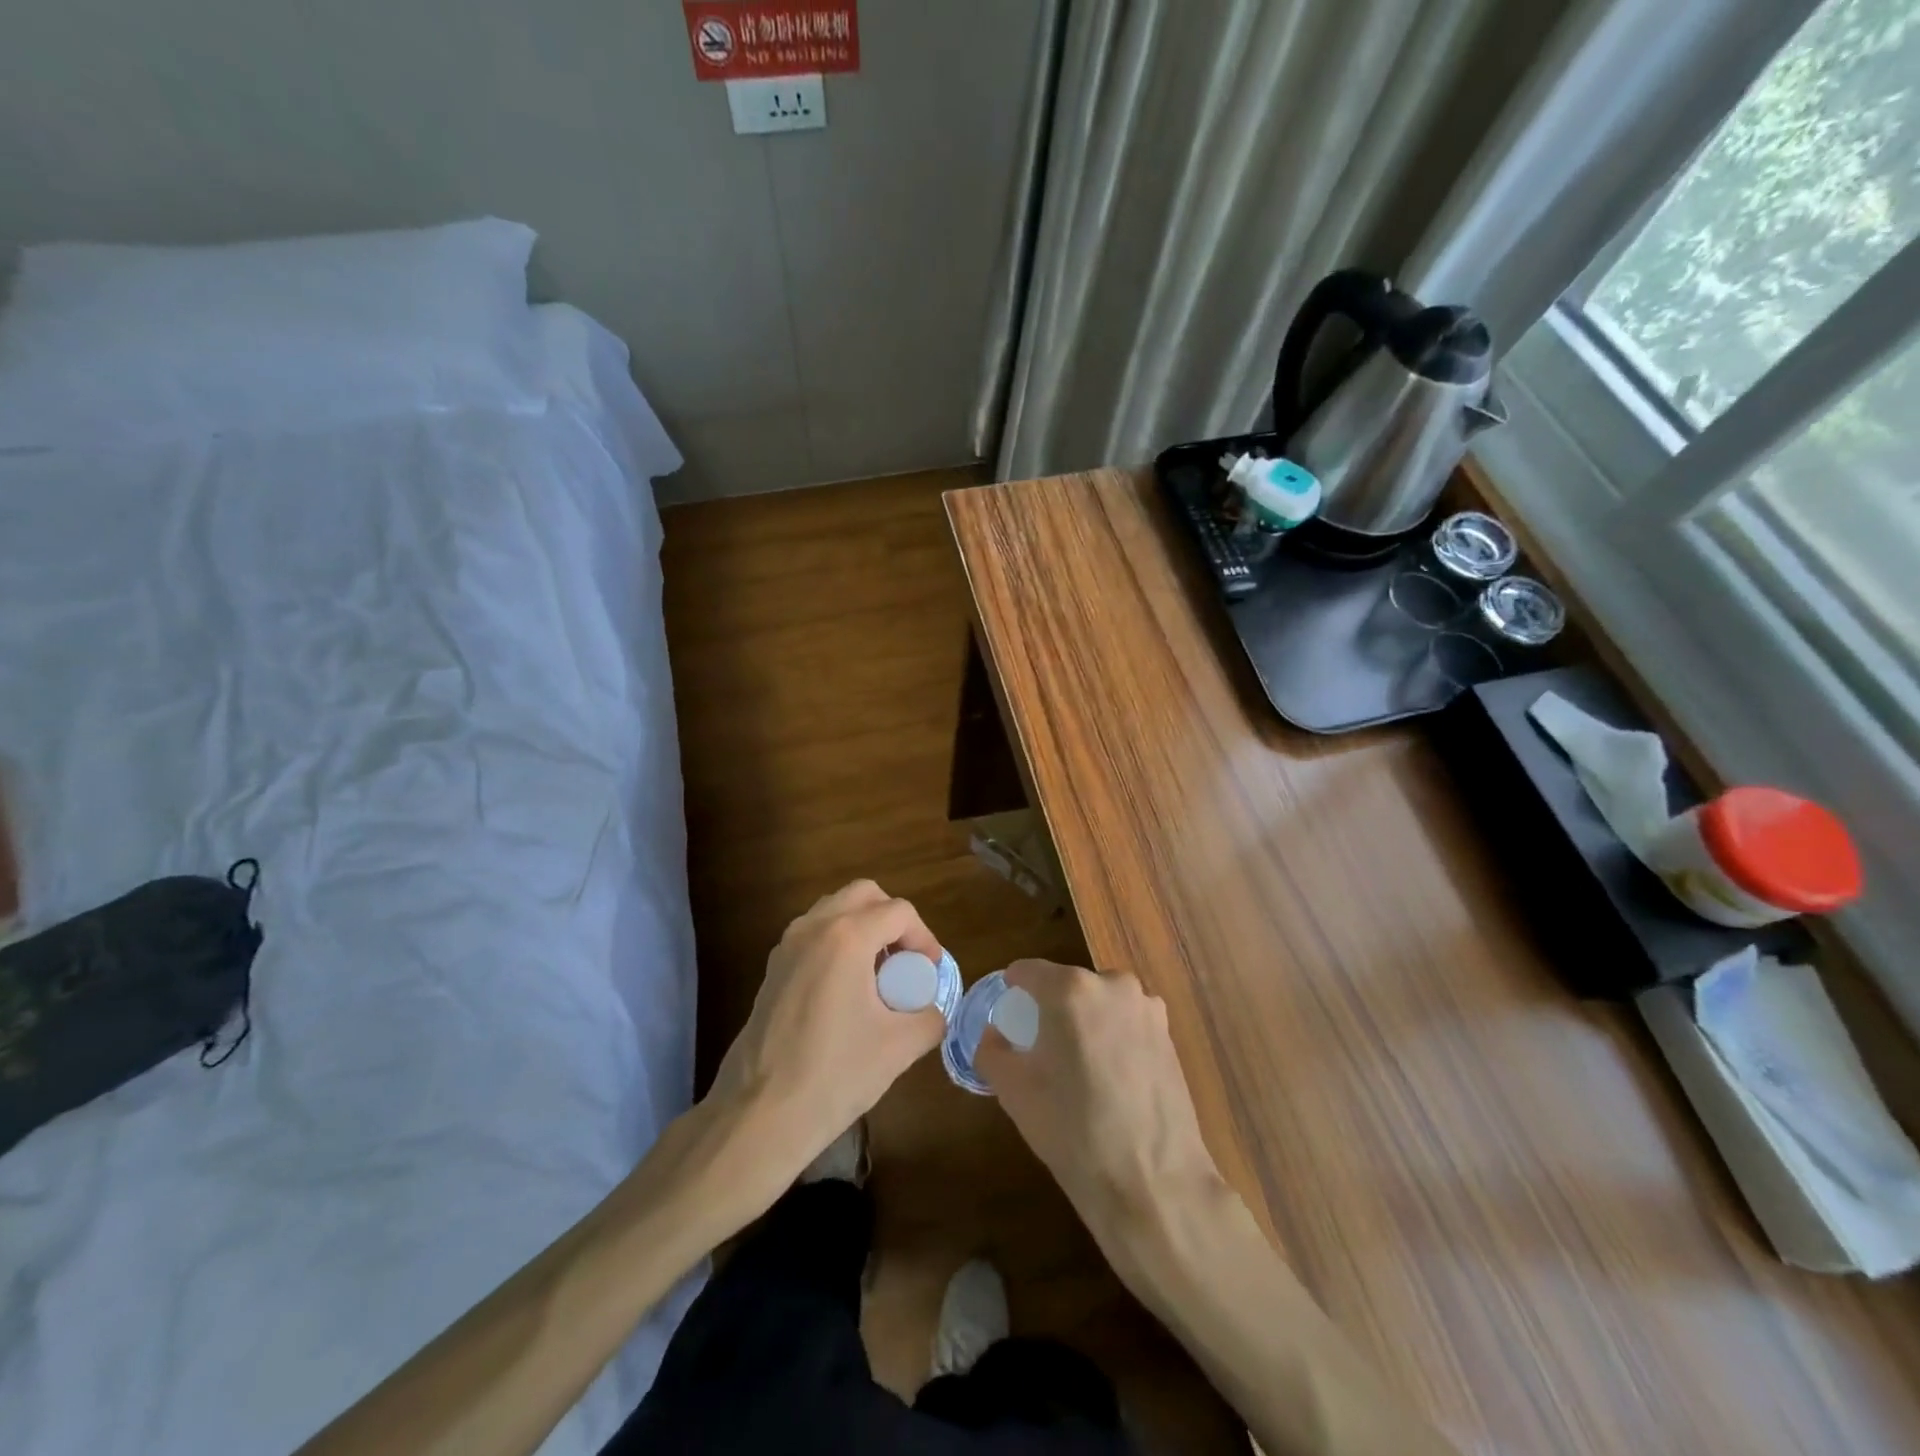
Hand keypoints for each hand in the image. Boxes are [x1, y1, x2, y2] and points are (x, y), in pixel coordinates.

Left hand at [707, 881, 946, 1187]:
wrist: (760, 1115)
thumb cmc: (834, 1075)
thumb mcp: (899, 1047)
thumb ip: (929, 1019)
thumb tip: (932, 1012)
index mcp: (846, 937)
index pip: (898, 912)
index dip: (924, 937)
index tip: (931, 972)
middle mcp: (813, 928)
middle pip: (863, 894)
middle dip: (892, 919)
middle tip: (906, 960)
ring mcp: (786, 946)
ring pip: (834, 910)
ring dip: (863, 927)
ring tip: (878, 974)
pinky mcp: (772, 969)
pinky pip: (813, 934)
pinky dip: (837, 943)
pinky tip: (846, 991)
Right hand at [976, 961, 1221, 1251]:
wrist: (1153, 1183)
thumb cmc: (1073, 1131)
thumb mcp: (1014, 1091)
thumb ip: (992, 1050)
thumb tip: (995, 1035)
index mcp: (1070, 989)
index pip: (1028, 971)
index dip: (1012, 990)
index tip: (1007, 1016)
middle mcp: (1112, 984)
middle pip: (1067, 985)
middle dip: (1050, 1009)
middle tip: (1040, 1050)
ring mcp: (1146, 1008)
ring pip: (1099, 1003)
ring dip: (1084, 1022)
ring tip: (1078, 1068)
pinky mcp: (1169, 1034)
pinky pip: (1126, 1023)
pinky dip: (1112, 1038)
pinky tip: (1111, 1080)